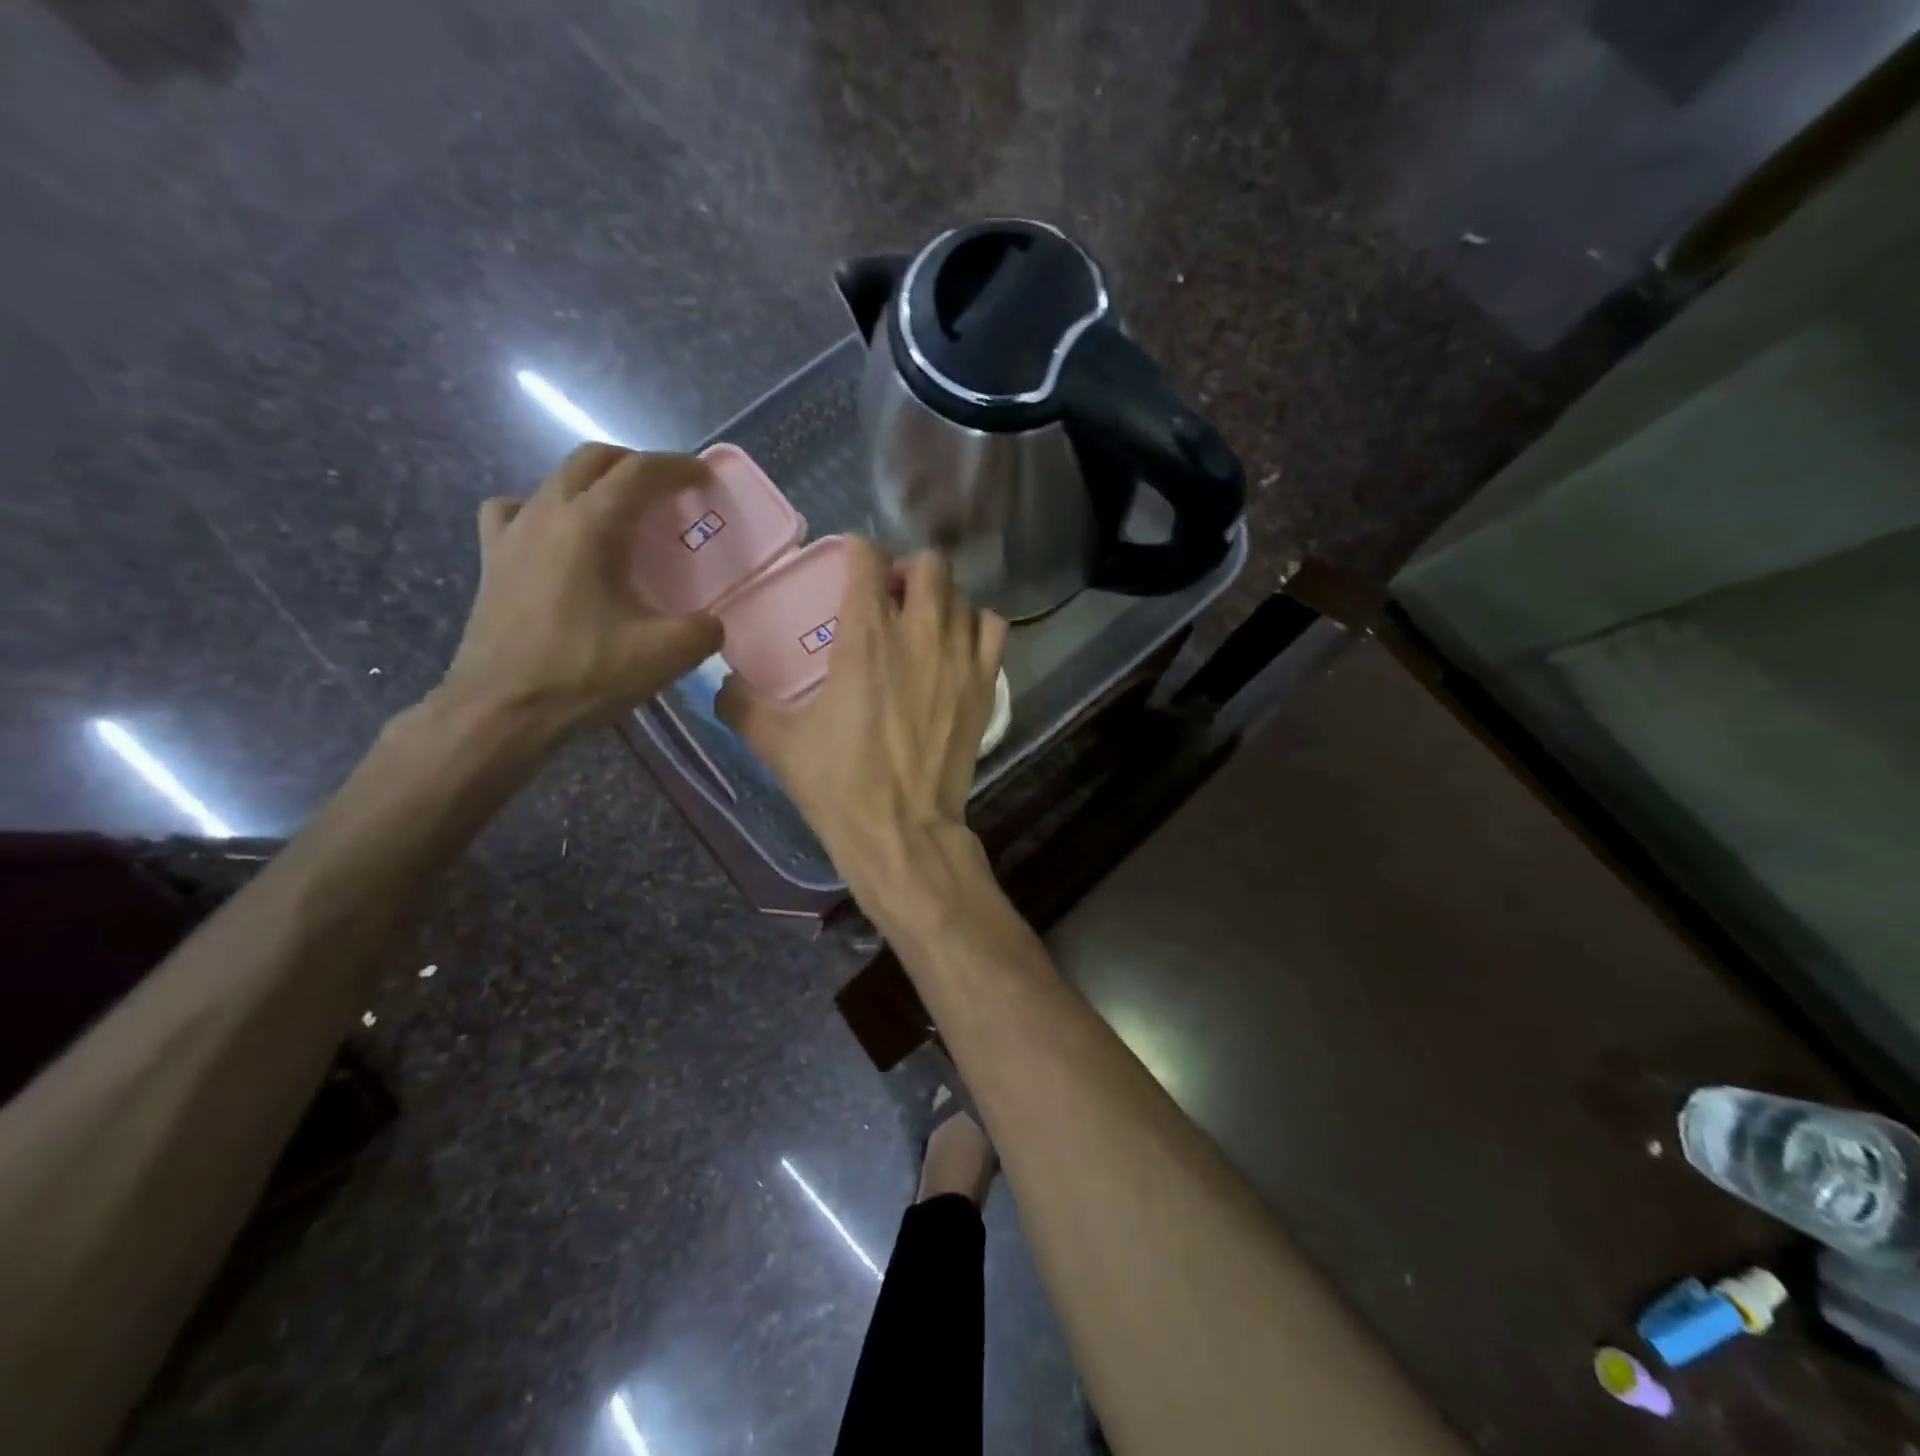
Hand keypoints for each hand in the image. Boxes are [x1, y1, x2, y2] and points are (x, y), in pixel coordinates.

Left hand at [438, 443, 722, 736]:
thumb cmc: (585, 673)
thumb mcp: (667, 655)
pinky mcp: (492, 559)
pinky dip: (543, 510)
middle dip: (636, 465)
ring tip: (618, 514)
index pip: (640, 472)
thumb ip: (703, 630)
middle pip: (593, 460)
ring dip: (594, 484)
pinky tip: (557, 538)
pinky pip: (515, 511)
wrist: (502, 710)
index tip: (704, 478)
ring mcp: (512, 532)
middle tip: (667, 491)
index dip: (677, 467)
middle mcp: (547, 513)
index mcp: (592, 525)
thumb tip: (711, 624)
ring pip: (555, 480)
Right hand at [717, 539, 1005, 921]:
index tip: (850, 563)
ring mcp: (960, 657)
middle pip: (929, 564)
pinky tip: (958, 645)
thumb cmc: (838, 784)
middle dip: (907, 570)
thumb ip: (740, 702)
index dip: (857, 550)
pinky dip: (976, 625)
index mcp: (866, 635)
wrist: (902, 830)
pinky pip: (992, 628)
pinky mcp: (985, 684)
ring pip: (962, 594)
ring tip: (924, 622)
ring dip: (941, 598)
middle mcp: (920, 632)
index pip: (869, 558)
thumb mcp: (775, 742)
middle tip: (889, 597)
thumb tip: (721, 680)